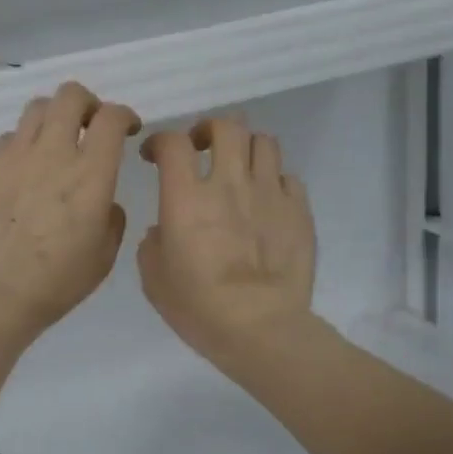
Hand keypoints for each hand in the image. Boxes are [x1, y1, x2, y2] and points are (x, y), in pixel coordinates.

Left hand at [0, 82, 140, 340]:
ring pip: (35, 109)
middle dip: (86, 103)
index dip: (124, 115)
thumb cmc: (58, 281)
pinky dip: (20, 148)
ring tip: (52, 144)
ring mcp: (12, 155)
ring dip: (52, 119)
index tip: (127, 129)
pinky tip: (19, 174)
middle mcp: (51, 152)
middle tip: (88, 126)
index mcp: (90, 174)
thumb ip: (112, 215)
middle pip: (70, 95)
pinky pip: (6, 140)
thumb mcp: (105, 254)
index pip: (111, 117)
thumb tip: (103, 200)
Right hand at [137, 115, 315, 370]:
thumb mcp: (154, 279)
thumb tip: (165, 229)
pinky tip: (267, 199)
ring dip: (246, 149)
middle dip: (209, 130)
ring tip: (239, 168)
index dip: (161, 142)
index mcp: (186, 198)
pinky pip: (288, 177)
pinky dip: (274, 180)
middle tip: (202, 147)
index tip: (154, 156)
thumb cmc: (198, 307)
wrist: (259, 327)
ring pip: (263, 142)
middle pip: (226, 126)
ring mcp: (269, 193)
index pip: (173, 143)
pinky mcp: (299, 210)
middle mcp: (229, 183)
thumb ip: (154, 243)